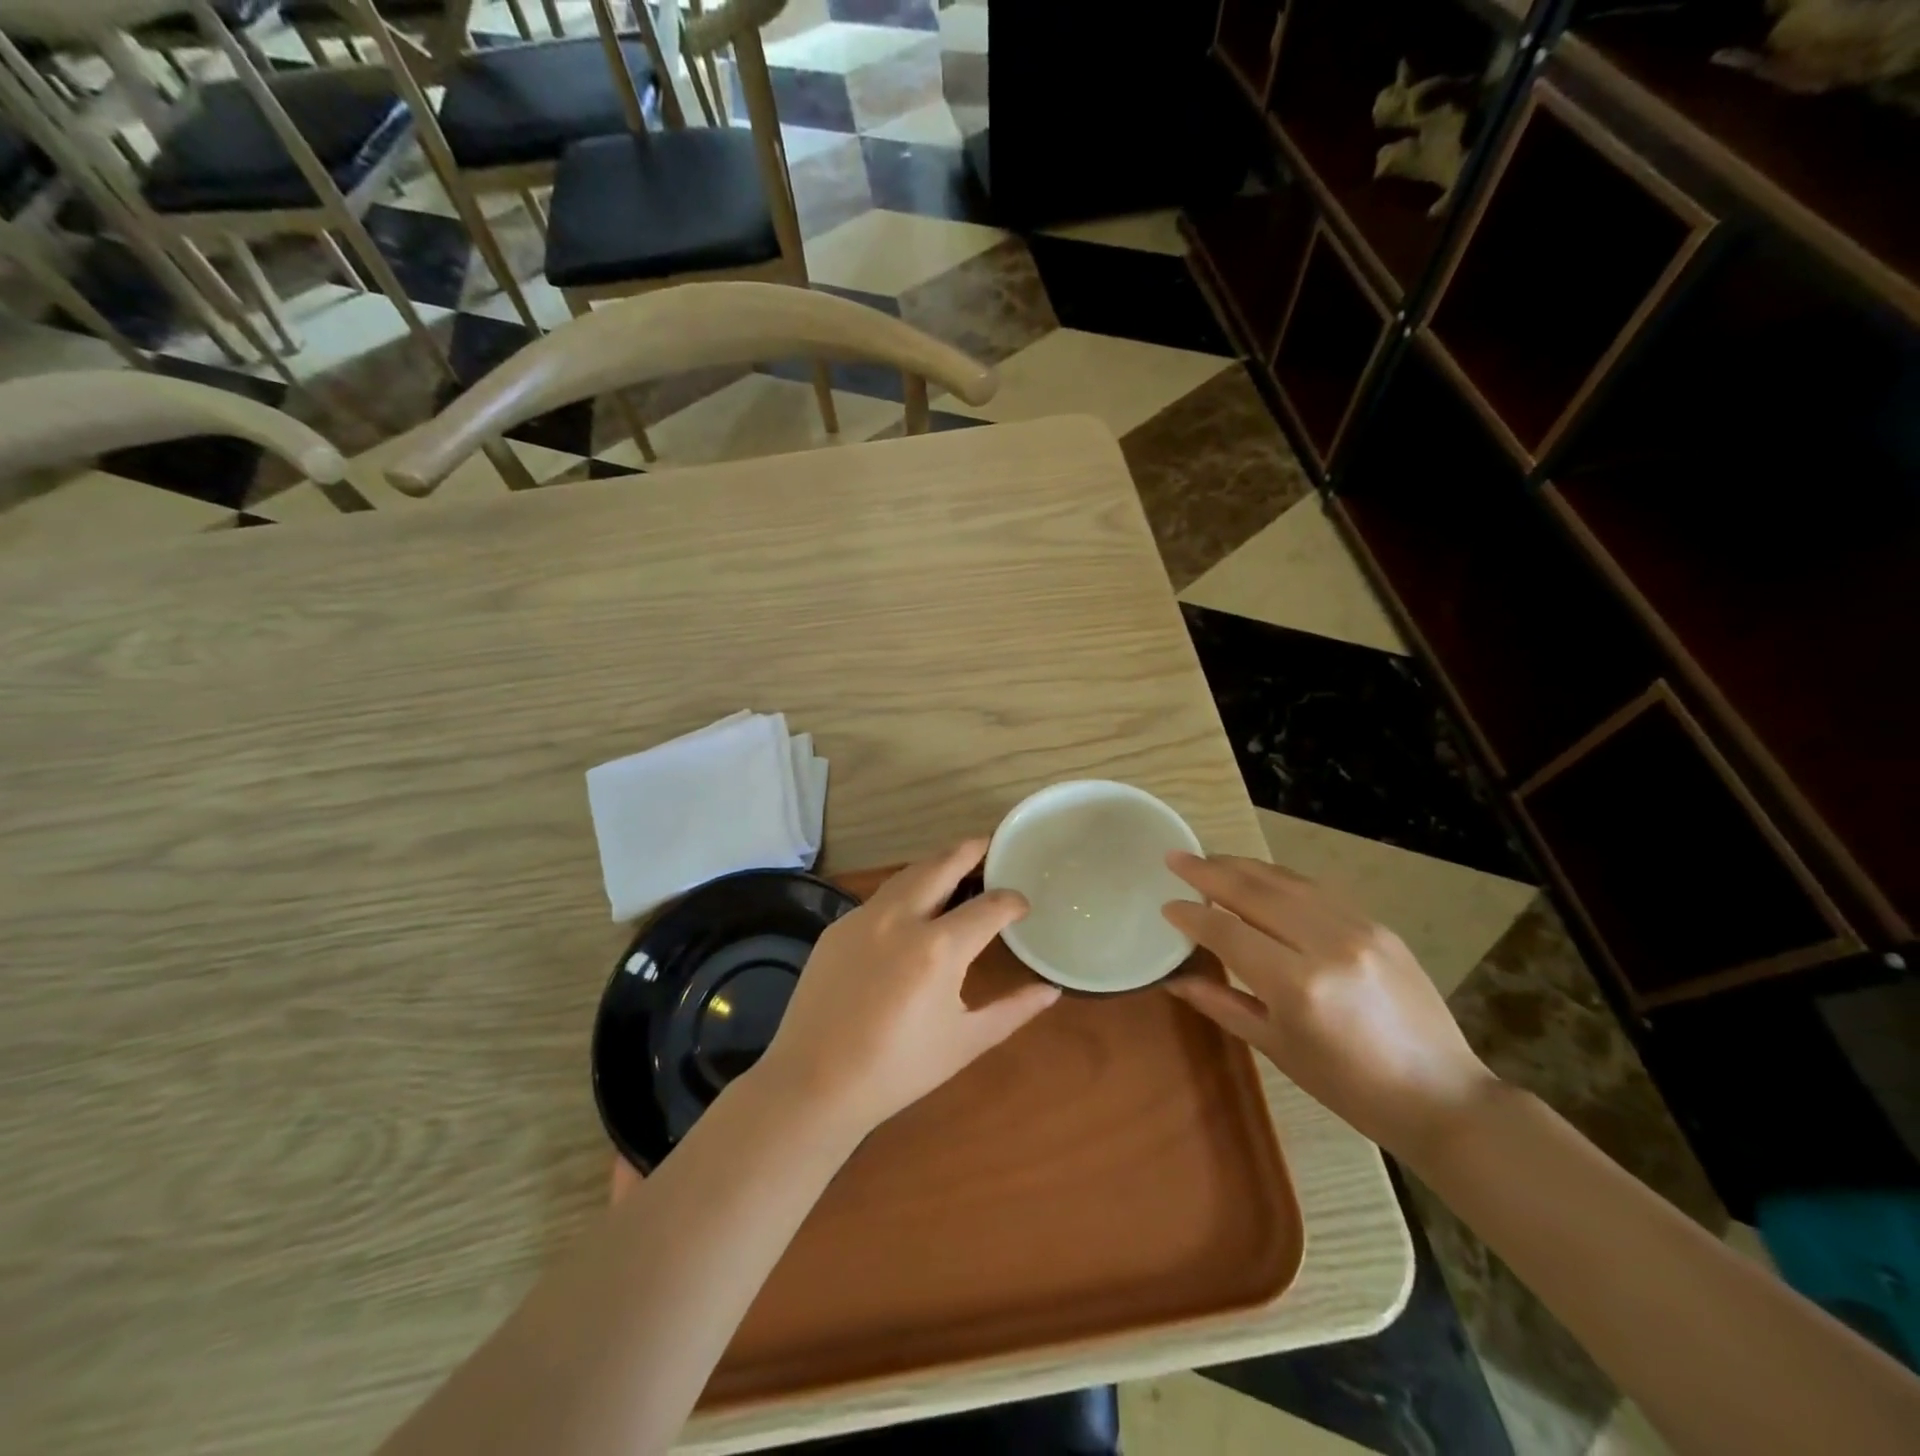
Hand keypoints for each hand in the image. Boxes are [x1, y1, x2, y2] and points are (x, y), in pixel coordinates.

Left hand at [757, 839, 1060, 1136]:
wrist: (813, 1083)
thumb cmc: (898, 1069)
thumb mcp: (965, 1042)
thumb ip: (1013, 1010)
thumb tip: (1050, 990)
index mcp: (939, 947)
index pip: (990, 905)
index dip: (1013, 901)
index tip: (1022, 906)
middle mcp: (901, 918)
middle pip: (943, 864)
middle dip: (972, 850)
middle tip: (991, 845)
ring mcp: (864, 918)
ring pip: (908, 873)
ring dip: (937, 864)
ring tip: (956, 867)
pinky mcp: (838, 927)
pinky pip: (880, 898)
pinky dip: (906, 890)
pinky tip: (912, 909)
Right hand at [1161, 853, 1496, 1162]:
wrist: (1442, 1095)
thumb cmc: (1350, 1087)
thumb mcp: (1278, 1049)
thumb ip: (1223, 1004)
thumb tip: (1175, 980)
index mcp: (1298, 986)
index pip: (1229, 933)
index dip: (1192, 915)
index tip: (1166, 904)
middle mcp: (1327, 944)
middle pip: (1254, 892)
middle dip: (1208, 872)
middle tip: (1175, 857)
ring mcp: (1358, 928)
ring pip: (1286, 880)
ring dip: (1242, 866)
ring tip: (1209, 859)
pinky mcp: (1378, 925)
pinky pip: (1317, 889)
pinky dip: (1280, 878)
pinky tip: (1260, 876)